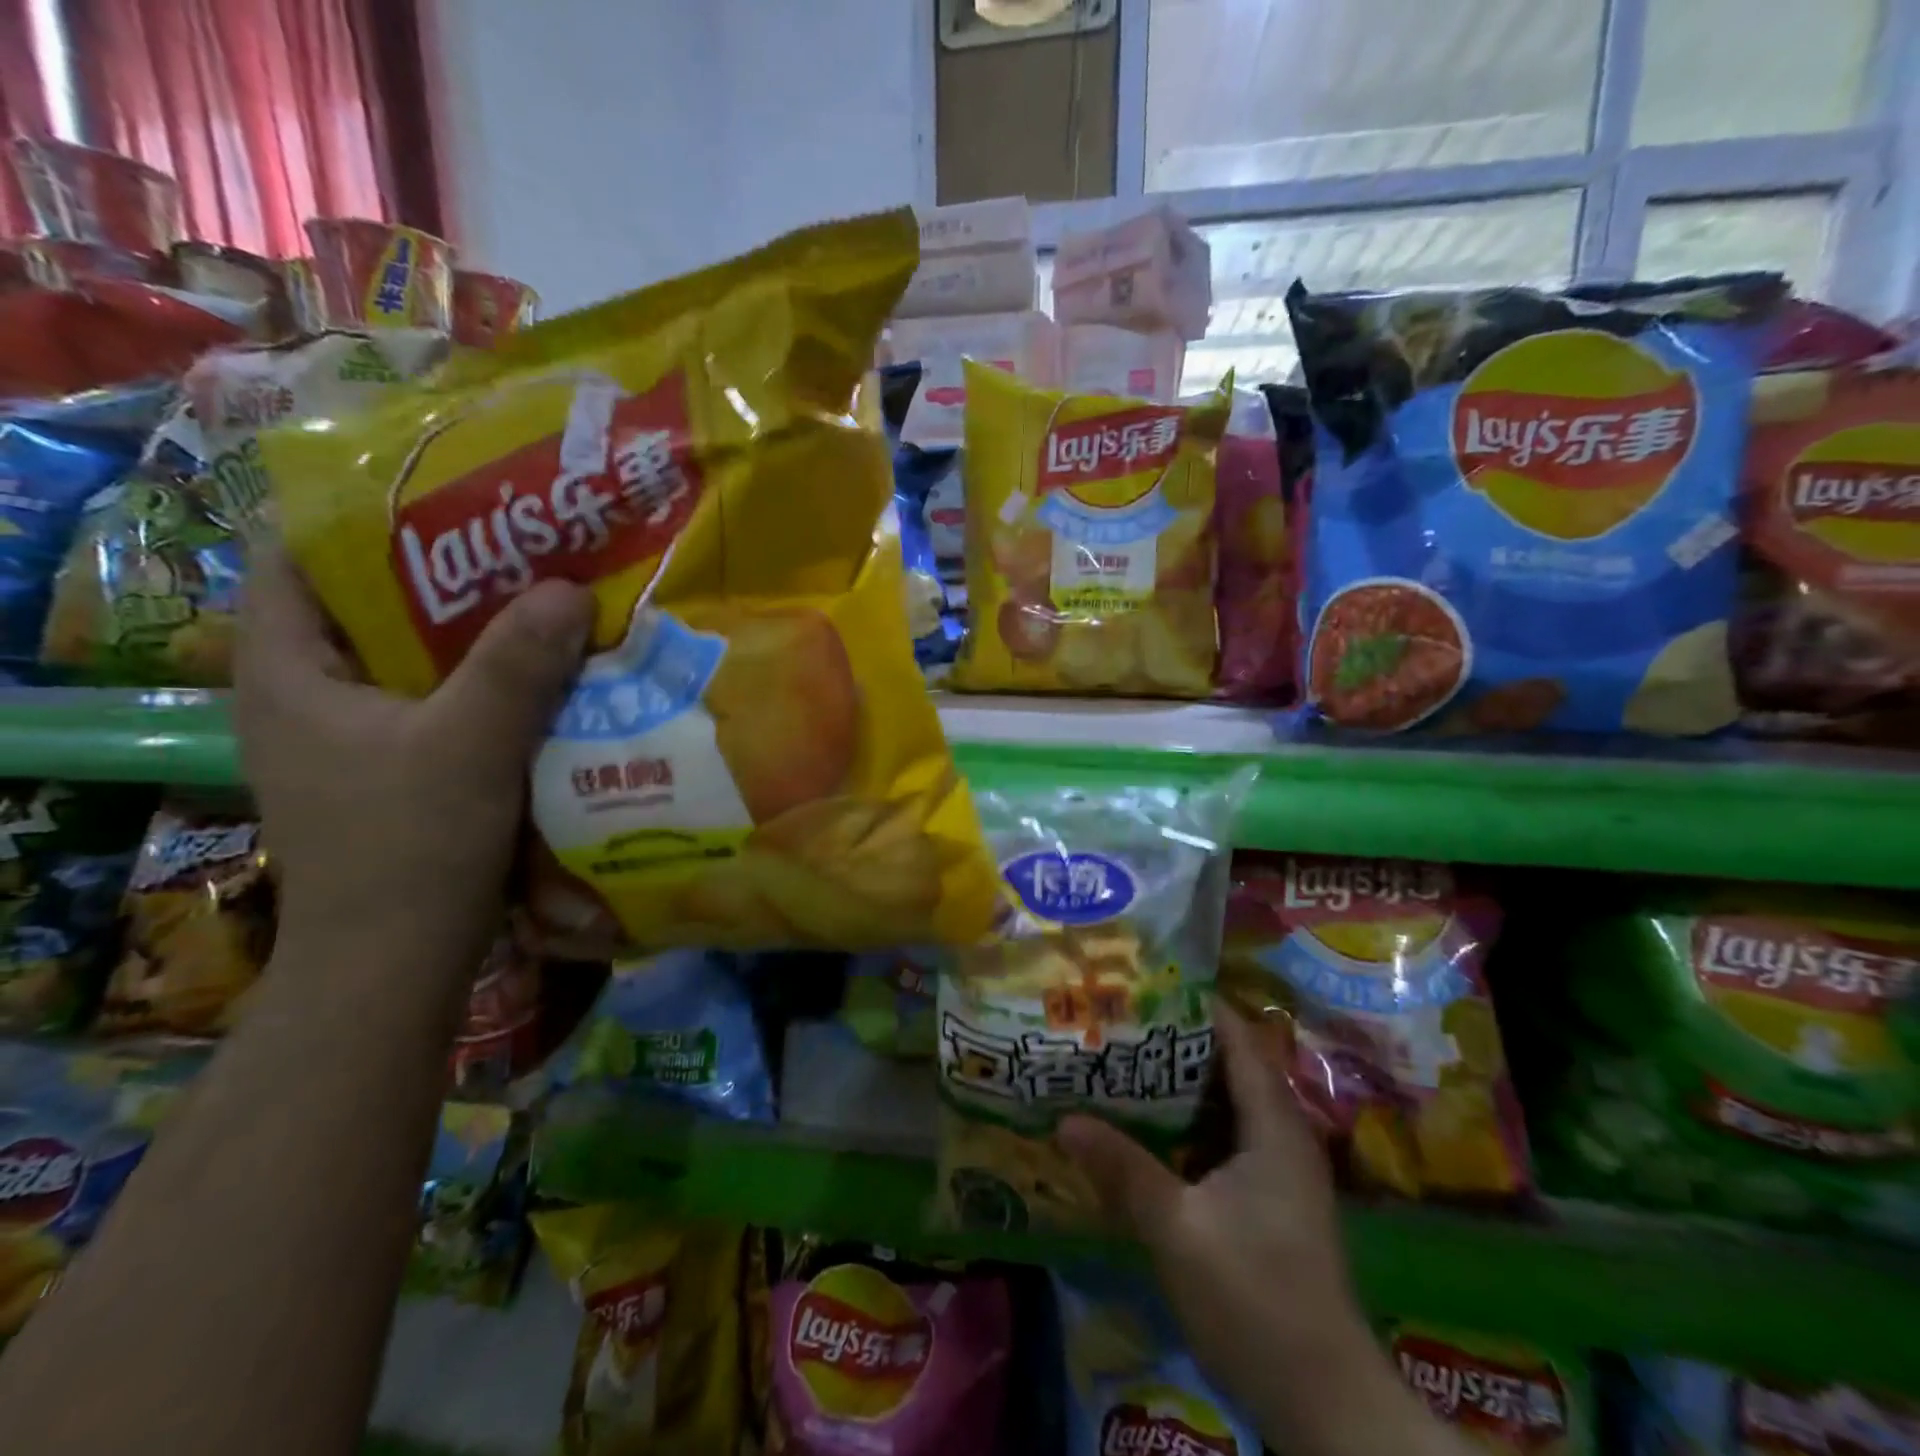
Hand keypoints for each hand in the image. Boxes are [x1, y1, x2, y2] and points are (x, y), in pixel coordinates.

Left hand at [235, 544, 592, 975]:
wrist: (397, 963)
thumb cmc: (410, 848)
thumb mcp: (468, 747)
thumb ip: (517, 666)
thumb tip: (569, 587)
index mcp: (286, 673)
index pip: (300, 559)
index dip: (365, 518)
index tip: (451, 496)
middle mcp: (308, 696)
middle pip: (370, 606)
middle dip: (445, 574)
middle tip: (523, 546)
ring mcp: (351, 737)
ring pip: (413, 658)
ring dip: (476, 633)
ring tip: (544, 602)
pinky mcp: (394, 770)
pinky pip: (441, 701)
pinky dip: (486, 682)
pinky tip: (544, 676)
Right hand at [1059, 1007, 1462, 1455]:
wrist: (1324, 1404)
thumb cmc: (1255, 1298)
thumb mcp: (1177, 1229)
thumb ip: (1123, 1169)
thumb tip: (1065, 1119)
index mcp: (1274, 1125)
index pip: (1238, 1038)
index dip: (1194, 1006)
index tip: (1141, 987)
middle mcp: (1282, 1135)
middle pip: (1228, 1066)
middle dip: (1174, 1044)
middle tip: (1117, 1025)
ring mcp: (1279, 1172)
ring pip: (1225, 1105)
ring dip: (1178, 1087)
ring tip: (1121, 1066)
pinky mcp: (1269, 1202)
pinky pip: (1224, 1140)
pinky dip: (1187, 1126)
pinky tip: (1145, 1132)